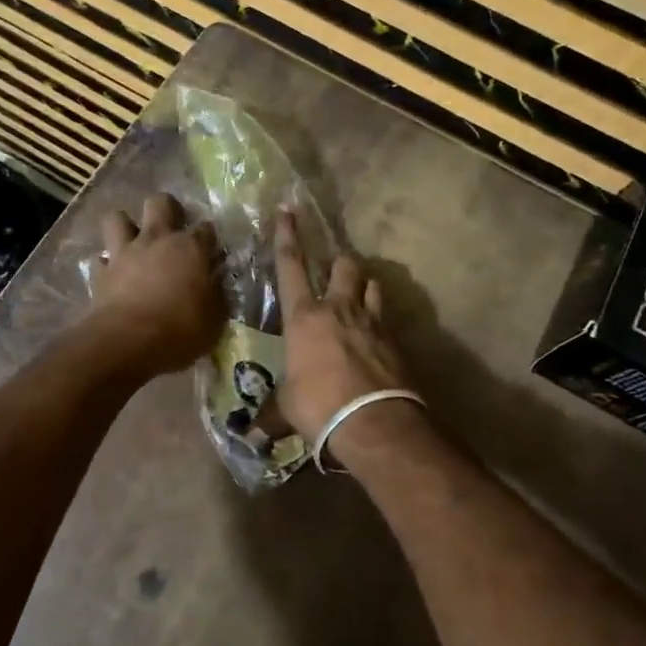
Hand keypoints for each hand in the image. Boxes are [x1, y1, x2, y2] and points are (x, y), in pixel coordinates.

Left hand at [89, 193, 226, 378]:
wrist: (128, 342)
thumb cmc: (180, 330)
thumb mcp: (214, 319)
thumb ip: (216, 294)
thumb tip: (215, 282)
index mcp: (190, 248)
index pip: (206, 229)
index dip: (209, 238)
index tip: (211, 252)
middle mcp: (157, 240)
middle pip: (160, 202)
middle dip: (166, 209)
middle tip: (171, 228)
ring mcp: (124, 253)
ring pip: (117, 218)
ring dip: (125, 226)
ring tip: (133, 242)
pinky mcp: (100, 272)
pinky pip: (100, 258)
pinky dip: (106, 264)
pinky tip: (112, 274)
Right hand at [272, 208, 415, 446]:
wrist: (373, 422)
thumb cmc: (318, 407)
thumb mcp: (287, 409)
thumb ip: (271, 414)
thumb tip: (251, 435)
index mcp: (304, 317)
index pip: (291, 265)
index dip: (287, 235)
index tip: (287, 210)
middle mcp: (338, 309)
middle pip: (343, 264)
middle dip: (338, 261)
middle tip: (333, 268)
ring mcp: (371, 321)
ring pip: (370, 284)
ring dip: (363, 285)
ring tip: (358, 295)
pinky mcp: (394, 340)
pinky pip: (386, 317)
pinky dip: (379, 319)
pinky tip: (375, 335)